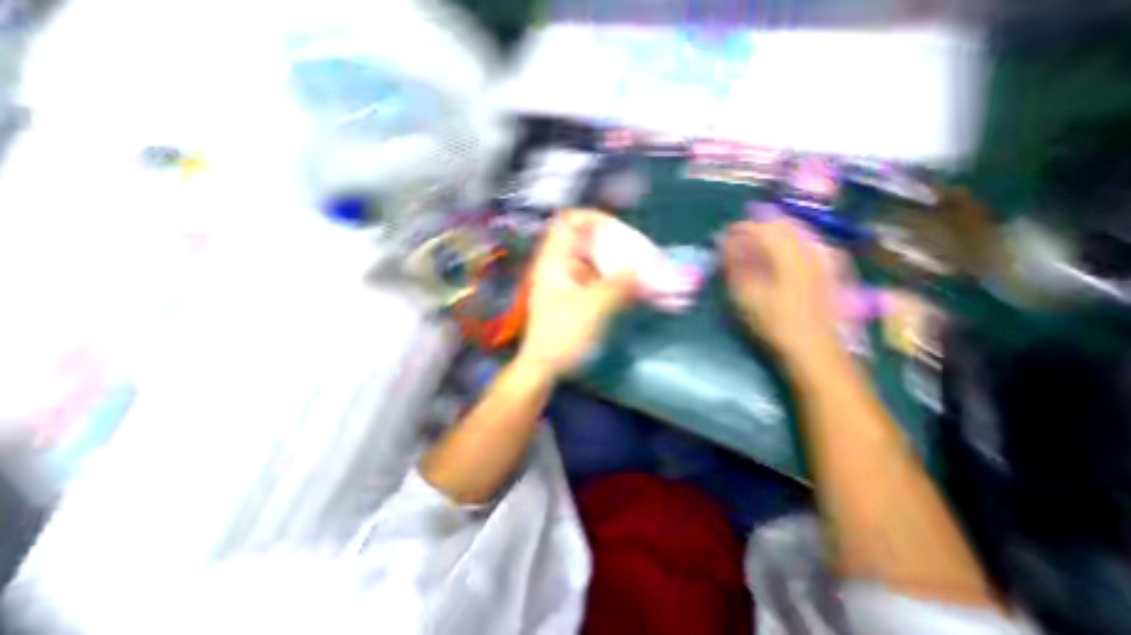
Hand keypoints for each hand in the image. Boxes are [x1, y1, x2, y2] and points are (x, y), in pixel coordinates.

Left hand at [519, 210, 640, 376]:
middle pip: (591, 241)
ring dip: (624, 266)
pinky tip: (641, 291)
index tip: (621, 230)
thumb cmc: (563, 334)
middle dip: (619, 245)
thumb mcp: (593, 306)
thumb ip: (622, 283)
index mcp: (555, 260)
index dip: (595, 218)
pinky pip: (603, 281)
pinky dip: (621, 283)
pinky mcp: (580, 298)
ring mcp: (571, 282)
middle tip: (644, 255)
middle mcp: (562, 266)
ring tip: (651, 274)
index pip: (571, 221)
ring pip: (600, 263)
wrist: (545, 367)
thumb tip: (648, 268)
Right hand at [725, 216, 837, 369]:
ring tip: (758, 245)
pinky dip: (793, 242)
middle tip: (739, 239)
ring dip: (775, 233)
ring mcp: (824, 259)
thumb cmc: (775, 324)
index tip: (724, 235)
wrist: (815, 349)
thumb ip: (737, 265)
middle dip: (758, 227)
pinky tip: (786, 254)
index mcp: (787, 255)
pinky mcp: (832, 269)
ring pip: (798, 232)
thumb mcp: (747, 296)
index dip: (740, 228)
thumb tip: (726, 243)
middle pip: (783, 225)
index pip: (762, 228)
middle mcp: (809, 250)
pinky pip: (811, 243)